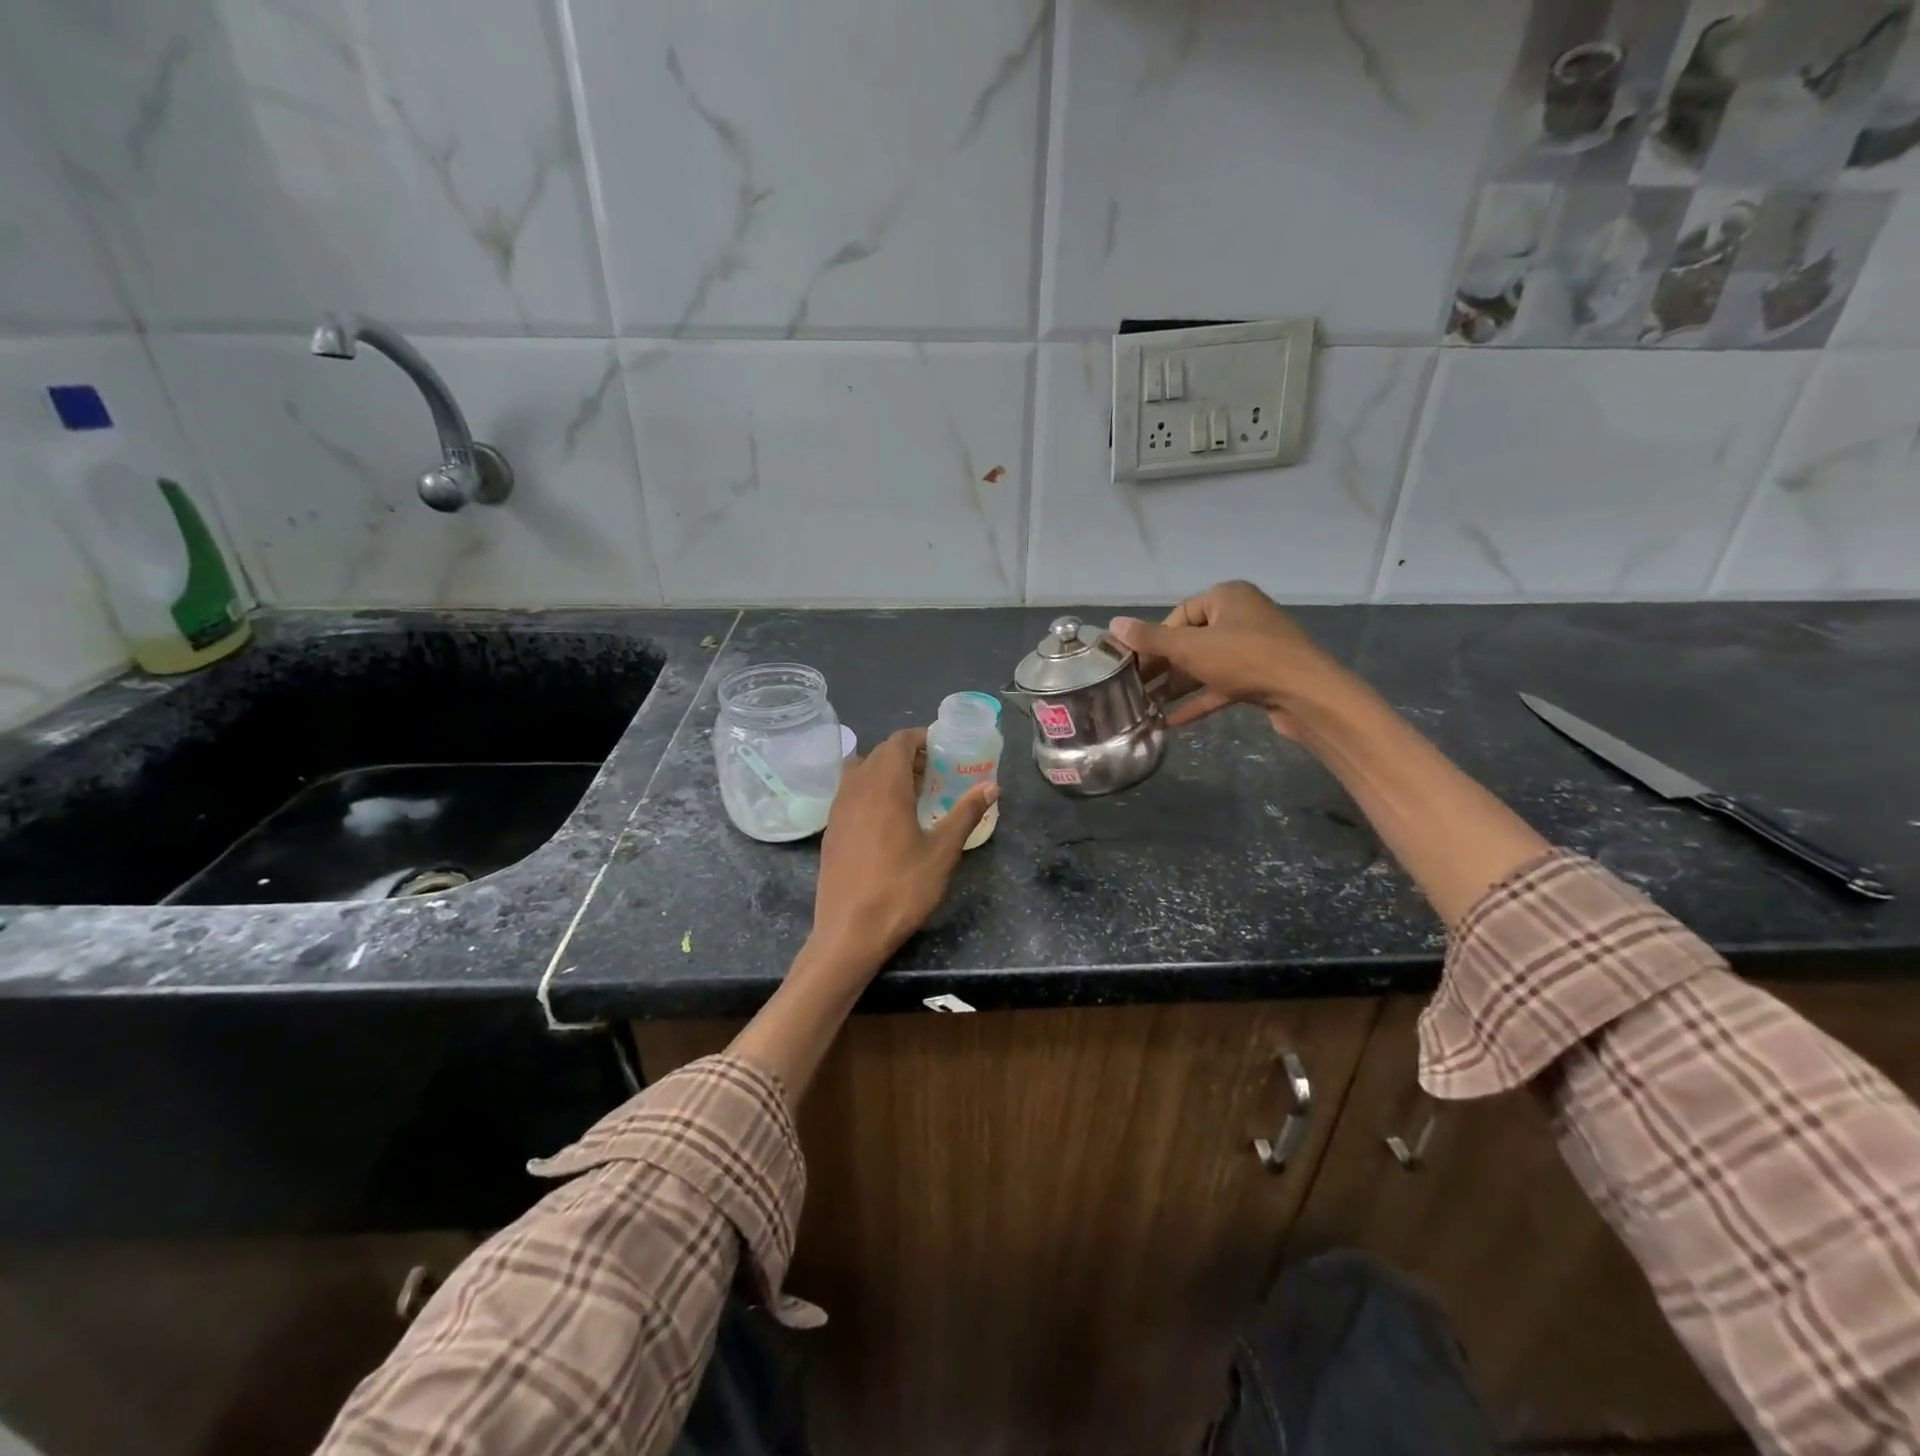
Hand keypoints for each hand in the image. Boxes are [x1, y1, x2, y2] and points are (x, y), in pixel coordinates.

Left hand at [807, 727, 997, 980]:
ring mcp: (838, 808)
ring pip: (861, 770)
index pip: (899, 740)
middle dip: (907, 755)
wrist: (849, 931)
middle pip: (880, 753)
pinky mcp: (831, 829)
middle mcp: (856, 787)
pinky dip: (870, 790)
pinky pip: (850, 792)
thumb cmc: (901, 888)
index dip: (921, 738)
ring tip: (912, 794)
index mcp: (884, 785)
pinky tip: (888, 820)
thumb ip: (966, 813)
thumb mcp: (942, 852)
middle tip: (935, 774)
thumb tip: (992, 786)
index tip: (943, 750)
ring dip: (886, 772)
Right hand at [1107, 581, 1345, 737]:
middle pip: (1191, 640)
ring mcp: (1253, 648)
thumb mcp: (1191, 647)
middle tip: (1134, 688)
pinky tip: (1171, 721)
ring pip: (1205, 666)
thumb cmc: (1246, 659)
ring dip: (1177, 686)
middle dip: (1162, 666)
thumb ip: (1151, 638)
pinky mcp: (1260, 677)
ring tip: (1146, 706)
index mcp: (1227, 597)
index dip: (1153, 639)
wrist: (1306, 694)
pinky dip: (1198, 700)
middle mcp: (1241, 617)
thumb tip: (1114, 624)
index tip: (1133, 664)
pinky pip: (1221, 686)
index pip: (1179, 614)